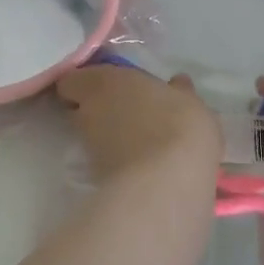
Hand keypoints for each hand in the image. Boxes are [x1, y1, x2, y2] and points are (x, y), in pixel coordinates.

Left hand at [56, 65, 220, 184]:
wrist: (166, 183)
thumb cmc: (178, 125)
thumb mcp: (190, 102)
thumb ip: (178, 91)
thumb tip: (177, 83)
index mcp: (105, 82)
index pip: (73, 81)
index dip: (86, 85)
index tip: (108, 89)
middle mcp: (88, 112)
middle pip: (80, 109)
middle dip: (98, 111)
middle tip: (128, 115)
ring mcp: (89, 147)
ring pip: (92, 137)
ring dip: (109, 137)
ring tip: (140, 143)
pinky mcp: (96, 177)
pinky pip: (105, 161)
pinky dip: (118, 162)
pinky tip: (143, 165)